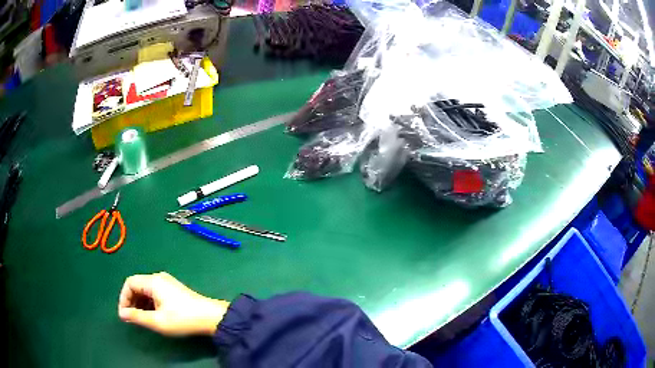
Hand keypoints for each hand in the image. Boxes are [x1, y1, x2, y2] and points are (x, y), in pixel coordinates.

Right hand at [118, 272, 228, 336]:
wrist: (211, 317)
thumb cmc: (182, 319)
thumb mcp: (157, 321)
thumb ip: (137, 316)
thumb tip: (122, 314)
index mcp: (153, 281)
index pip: (130, 283)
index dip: (124, 298)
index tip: (124, 314)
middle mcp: (159, 278)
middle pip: (137, 285)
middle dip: (132, 301)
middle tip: (132, 318)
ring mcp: (167, 283)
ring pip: (146, 290)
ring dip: (140, 303)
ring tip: (141, 318)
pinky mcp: (174, 289)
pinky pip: (155, 293)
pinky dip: (149, 303)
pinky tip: (152, 315)